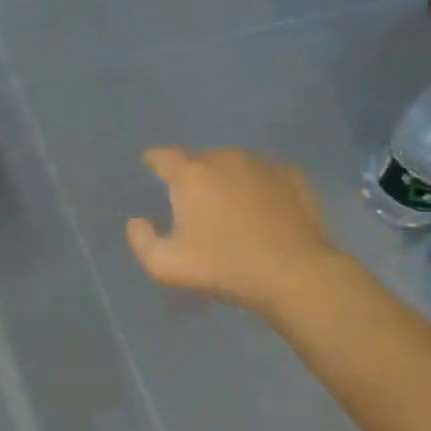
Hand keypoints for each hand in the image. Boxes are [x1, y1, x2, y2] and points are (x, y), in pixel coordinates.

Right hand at [126, 147, 343, 314]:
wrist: (292, 273)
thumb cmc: (223, 267)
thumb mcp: (166, 266)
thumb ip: (142, 241)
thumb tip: (137, 222)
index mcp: (193, 174)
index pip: (164, 157)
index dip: (154, 161)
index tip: (151, 167)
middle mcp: (227, 158)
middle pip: (201, 160)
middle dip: (192, 176)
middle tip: (192, 203)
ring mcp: (264, 165)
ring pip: (235, 166)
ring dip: (226, 181)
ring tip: (227, 207)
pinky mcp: (293, 177)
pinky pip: (264, 176)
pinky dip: (256, 188)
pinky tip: (260, 211)